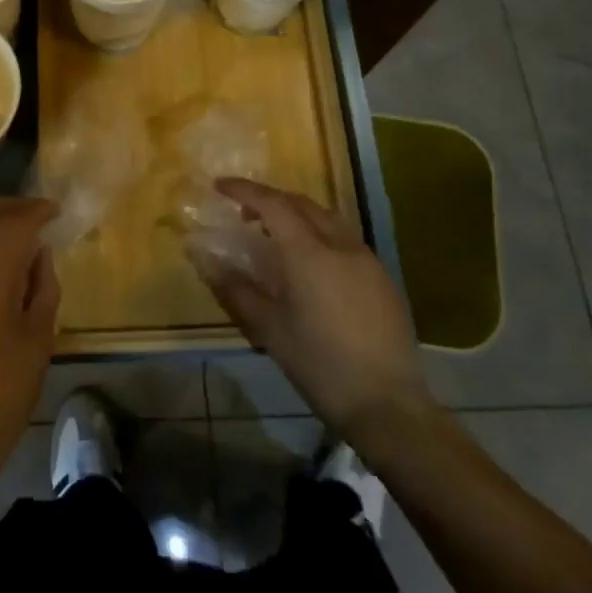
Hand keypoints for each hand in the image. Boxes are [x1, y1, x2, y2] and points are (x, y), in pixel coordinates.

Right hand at [190, 178, 437, 451]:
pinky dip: (320, 234)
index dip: (244, 190)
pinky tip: (311, 264)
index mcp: (309, 252)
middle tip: (245, 213)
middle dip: (271, 200)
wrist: (388, 406)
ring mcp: (367, 260)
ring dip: (297, 215)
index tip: (220, 186)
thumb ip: (234, 288)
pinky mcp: (383, 278)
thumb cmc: (320, 365)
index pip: (272, 203)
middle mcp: (340, 245)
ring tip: (276, 236)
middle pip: (302, 204)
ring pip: (327, 218)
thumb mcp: (269, 329)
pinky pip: (345, 239)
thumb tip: (203, 257)